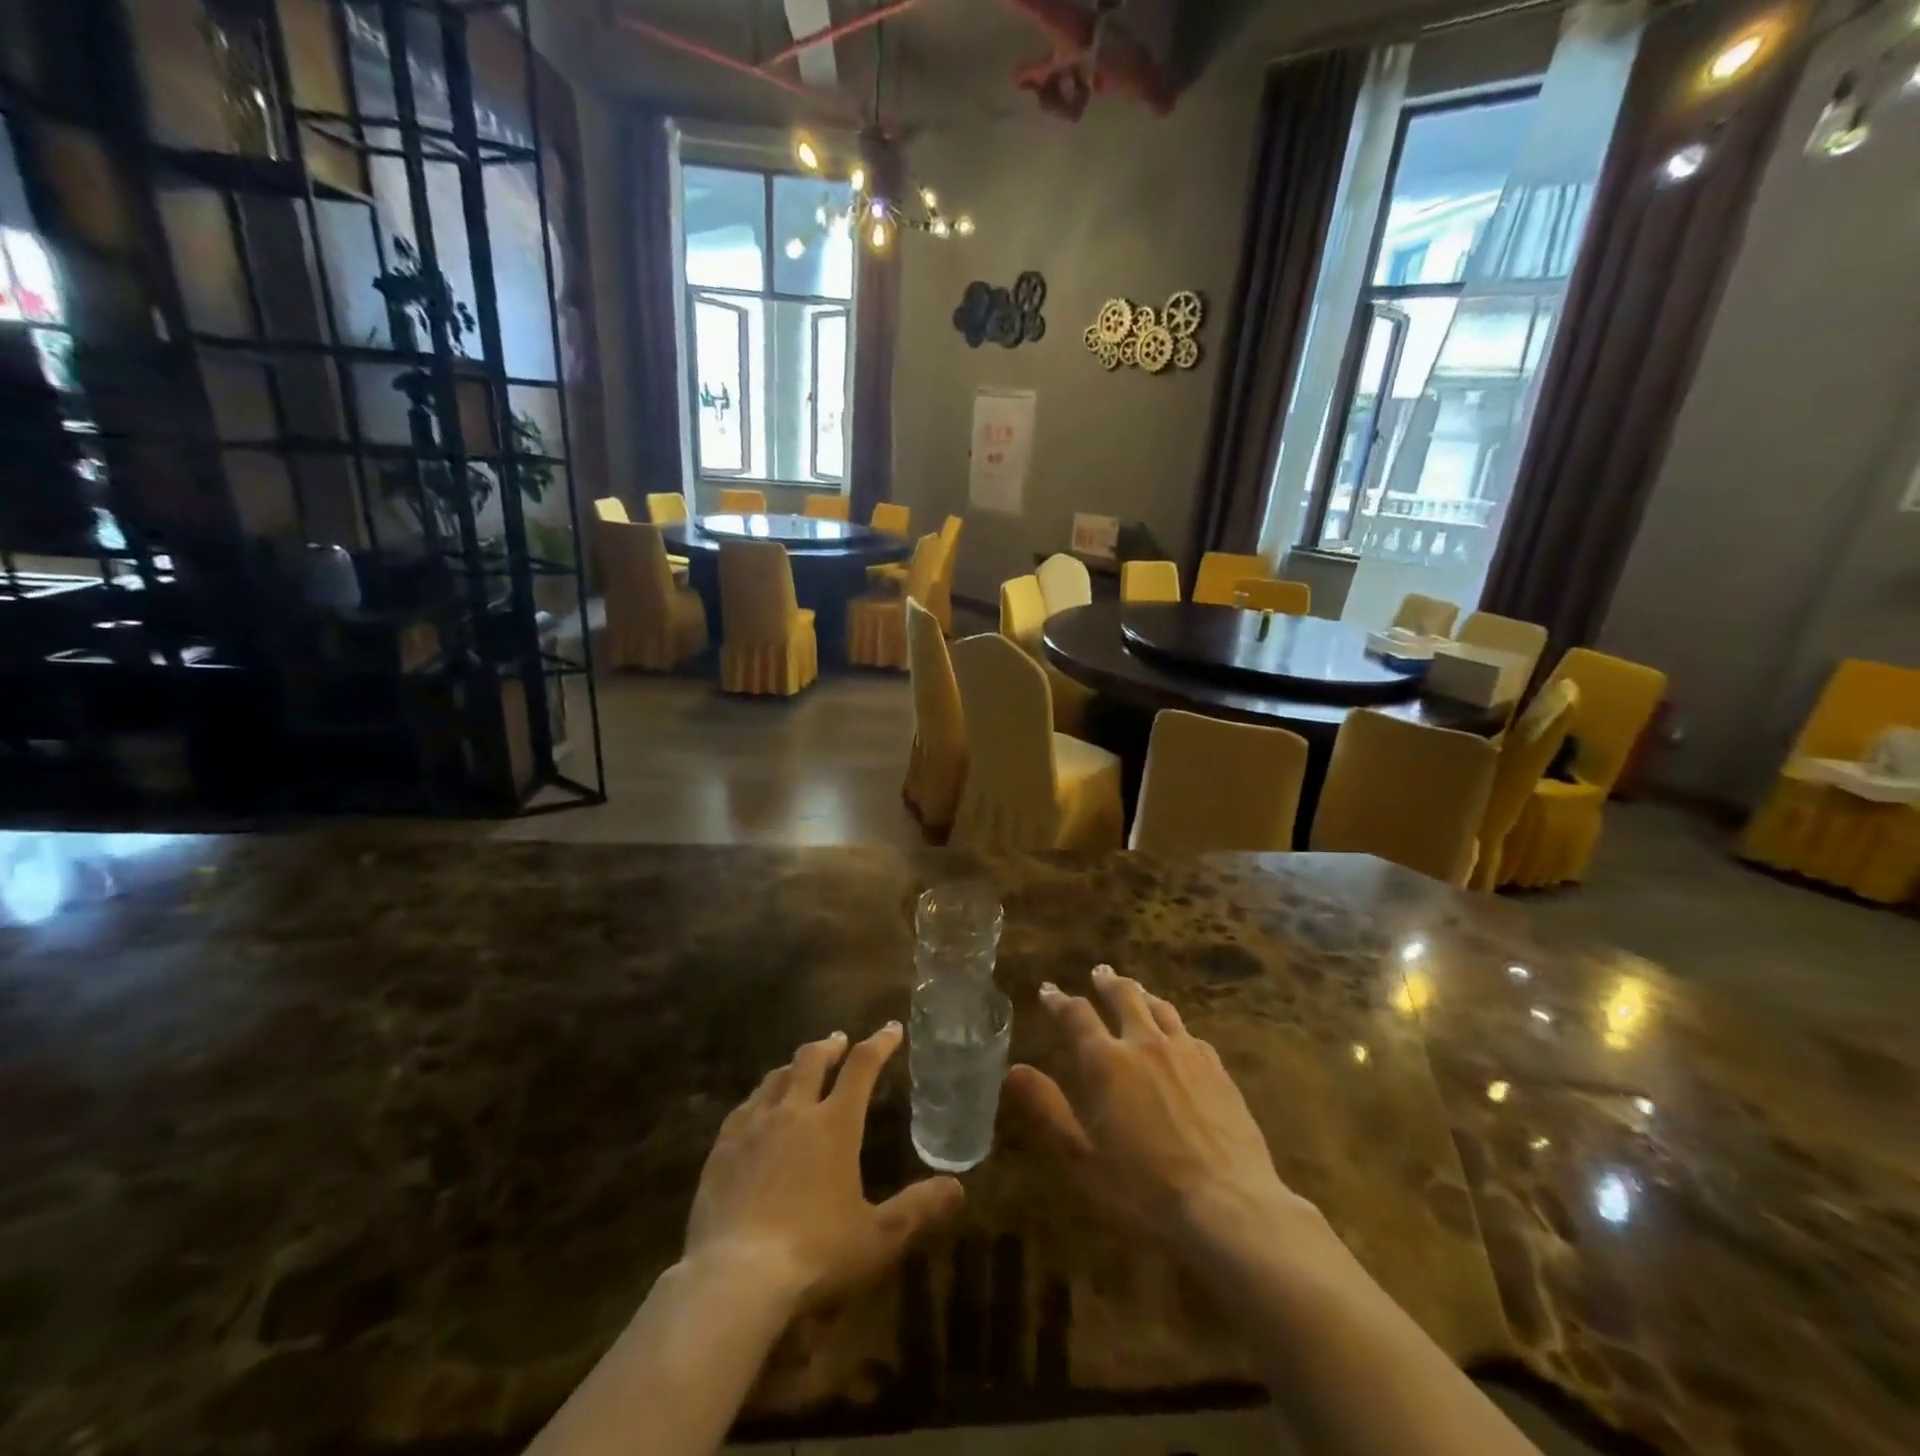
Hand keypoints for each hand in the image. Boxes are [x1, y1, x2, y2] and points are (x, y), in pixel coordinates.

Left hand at [684, 1024, 964, 1309]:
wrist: (734, 1280)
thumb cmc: (815, 1254)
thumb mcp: (877, 1238)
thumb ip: (917, 1209)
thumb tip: (957, 1187)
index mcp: (834, 1124)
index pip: (862, 1067)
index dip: (879, 1043)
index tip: (891, 1029)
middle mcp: (793, 1112)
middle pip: (812, 1060)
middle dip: (830, 1046)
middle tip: (839, 1041)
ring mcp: (753, 1128)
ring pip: (775, 1079)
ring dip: (793, 1067)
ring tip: (798, 1069)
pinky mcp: (721, 1150)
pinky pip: (742, 1109)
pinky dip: (758, 1098)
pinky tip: (755, 1110)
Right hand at [1007, 966, 1320, 1255]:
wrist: (1230, 1206)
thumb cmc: (1145, 1191)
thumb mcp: (1083, 1159)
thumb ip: (1048, 1110)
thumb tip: (1014, 1069)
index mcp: (1107, 1063)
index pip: (1076, 1015)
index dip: (1059, 1000)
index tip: (1048, 990)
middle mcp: (1145, 1044)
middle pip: (1124, 997)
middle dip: (1106, 982)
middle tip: (1098, 972)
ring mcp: (1186, 1053)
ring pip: (1160, 1008)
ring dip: (1142, 995)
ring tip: (1136, 990)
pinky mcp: (1218, 1069)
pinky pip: (1190, 1034)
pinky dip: (1175, 1026)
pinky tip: (1178, 1036)